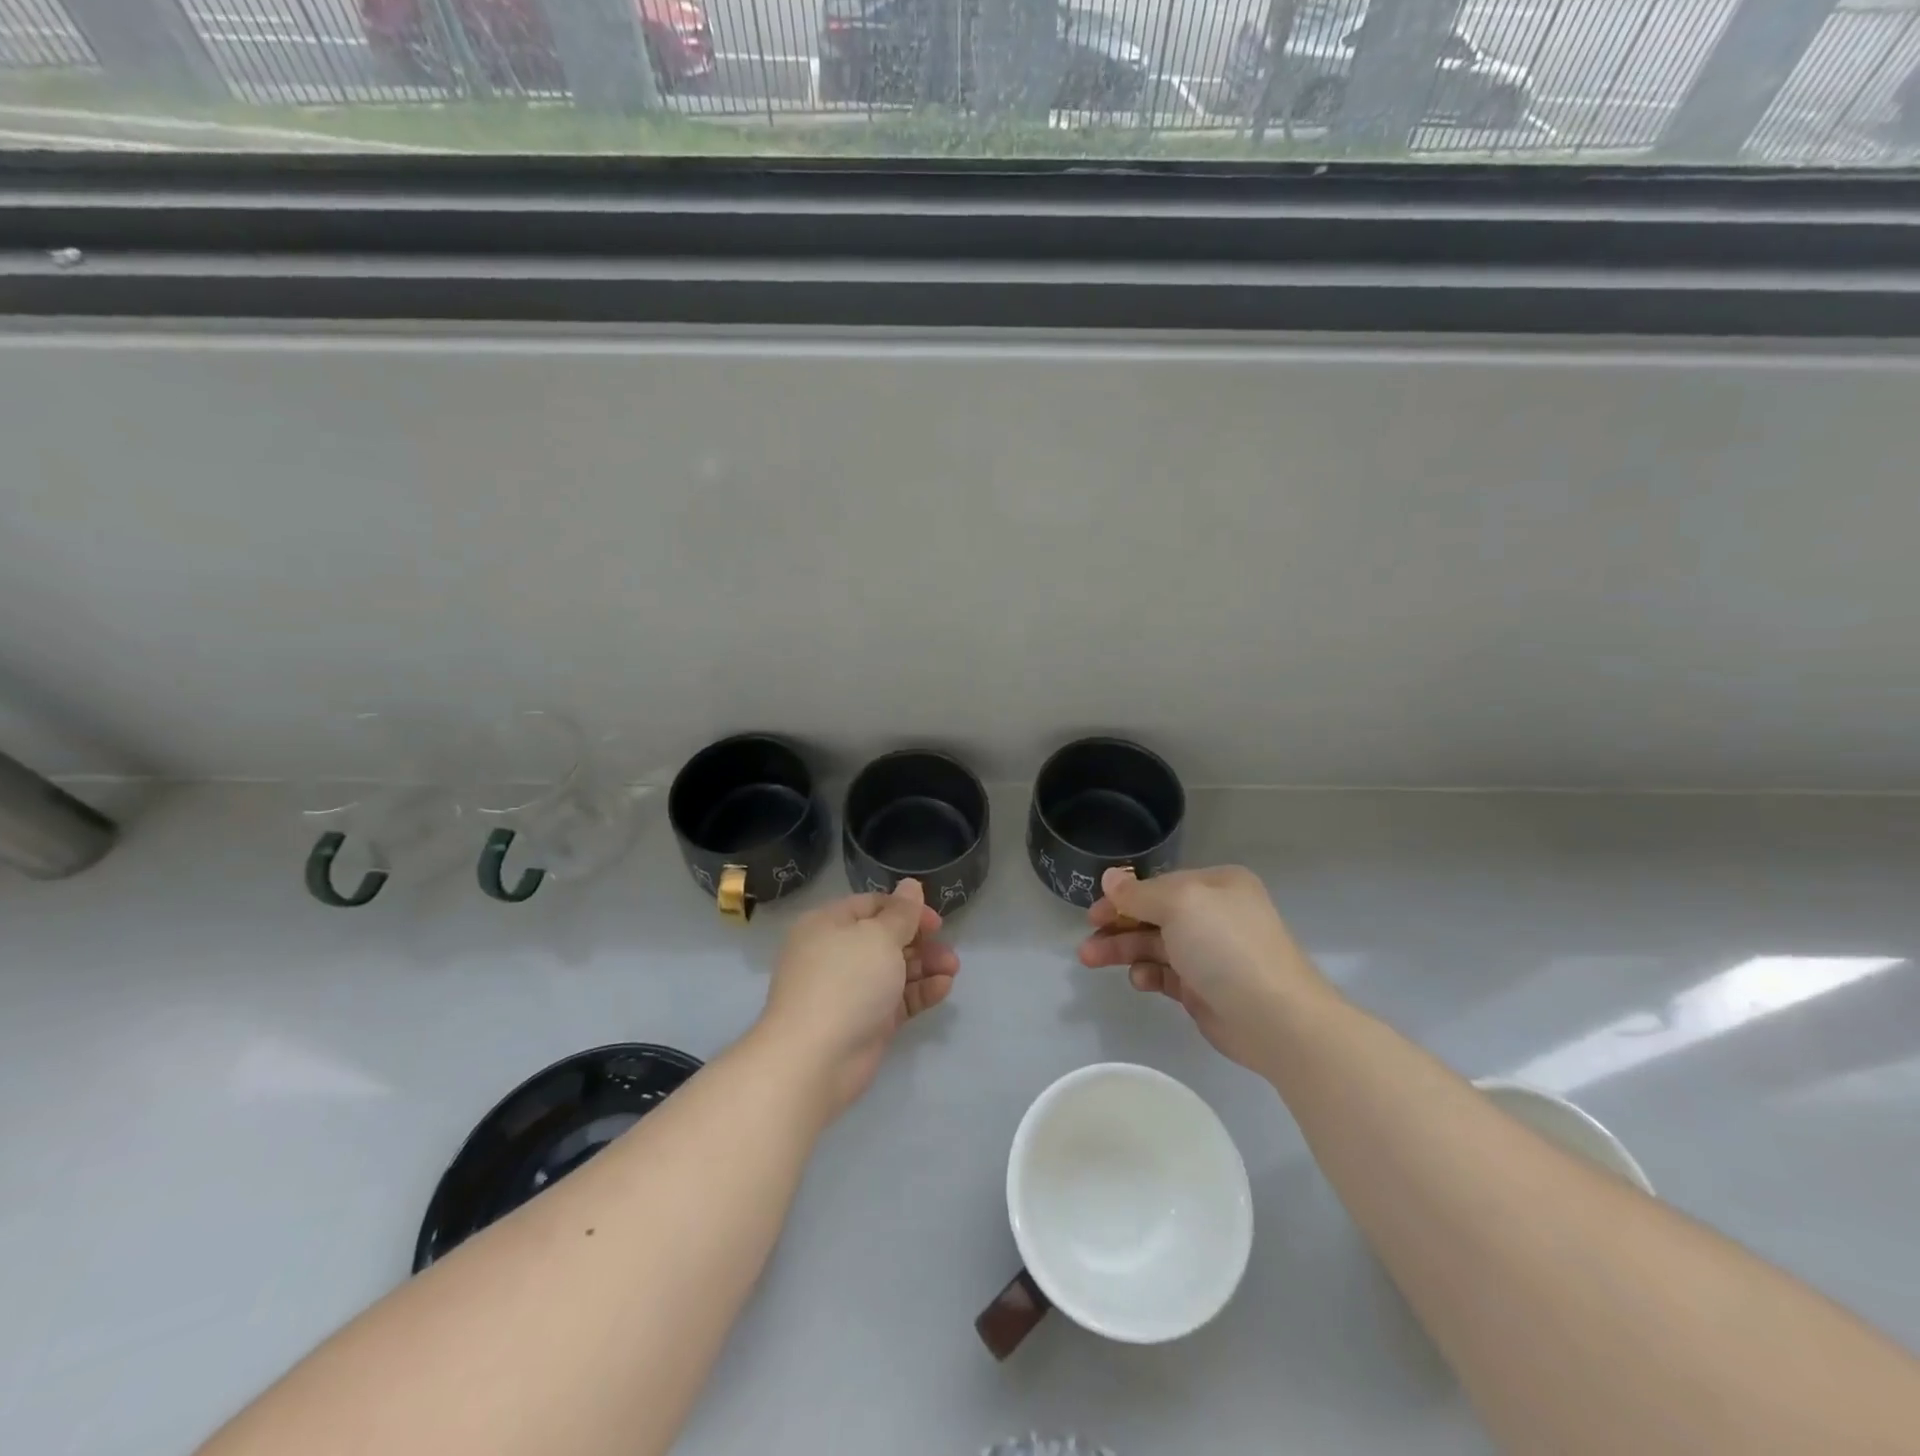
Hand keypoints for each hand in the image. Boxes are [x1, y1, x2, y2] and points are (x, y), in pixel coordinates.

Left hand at [757, 879, 958, 1116]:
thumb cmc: (846, 982)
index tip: (936, 921)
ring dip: (925, 966)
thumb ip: (901, 913)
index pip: (872, 905)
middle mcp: (835, 954)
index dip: (906, 909)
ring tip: (953, 969)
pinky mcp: (865, 1021)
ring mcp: (850, 990)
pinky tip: (943, 988)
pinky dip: (919, 991)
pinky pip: (896, 999)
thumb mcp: (879, 937)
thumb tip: (910, 885)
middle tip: (947, 949)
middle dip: (920, 941)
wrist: (815, 1059)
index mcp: (828, 925)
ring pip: (893, 969)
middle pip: (885, 938)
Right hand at [1078, 865, 1330, 1072]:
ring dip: (1124, 950)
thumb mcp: (1179, 904)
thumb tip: (1109, 878)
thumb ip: (1139, 893)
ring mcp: (1210, 954)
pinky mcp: (1205, 989)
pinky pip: (1166, 975)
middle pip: (1154, 914)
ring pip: (1155, 945)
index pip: (1160, 885)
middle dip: (1118, 925)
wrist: (1275, 1018)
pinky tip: (1139, 981)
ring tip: (1091, 959)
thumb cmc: (1226, 947)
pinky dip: (1148, 974)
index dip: (1124, 897)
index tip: (1094, 912)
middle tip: (1087, 939)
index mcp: (1216, 885)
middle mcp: (1214, 915)